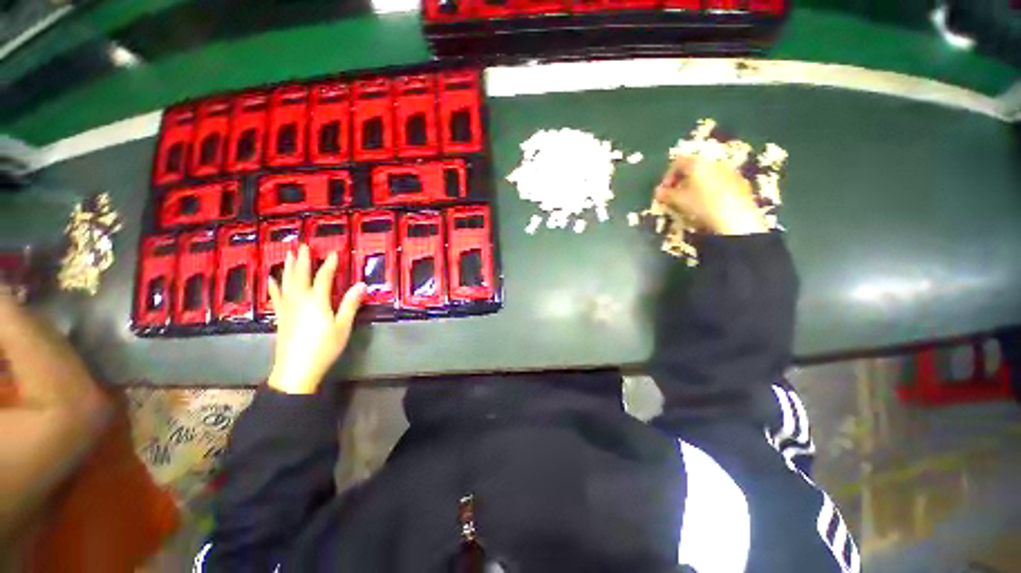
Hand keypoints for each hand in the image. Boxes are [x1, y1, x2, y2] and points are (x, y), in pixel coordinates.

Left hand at [267, 244, 365, 394]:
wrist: (296, 369)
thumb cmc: (324, 347)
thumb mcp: (343, 326)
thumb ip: (350, 304)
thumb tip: (361, 284)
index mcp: (317, 301)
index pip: (324, 277)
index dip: (330, 264)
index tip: (335, 252)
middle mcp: (300, 300)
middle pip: (301, 275)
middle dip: (304, 260)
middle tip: (303, 245)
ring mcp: (288, 308)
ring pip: (287, 283)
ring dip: (289, 267)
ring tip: (289, 254)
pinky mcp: (281, 317)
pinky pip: (276, 296)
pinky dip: (274, 286)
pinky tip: (271, 279)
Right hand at [655, 156, 767, 235]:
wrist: (736, 218)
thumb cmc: (702, 205)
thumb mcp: (679, 201)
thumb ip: (666, 194)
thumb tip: (658, 192)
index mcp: (697, 163)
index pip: (677, 163)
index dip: (667, 177)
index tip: (663, 191)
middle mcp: (714, 162)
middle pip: (693, 168)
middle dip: (681, 181)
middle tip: (675, 196)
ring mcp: (729, 171)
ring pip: (707, 175)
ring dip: (695, 186)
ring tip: (691, 202)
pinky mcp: (739, 182)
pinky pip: (719, 183)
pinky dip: (709, 190)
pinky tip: (707, 205)